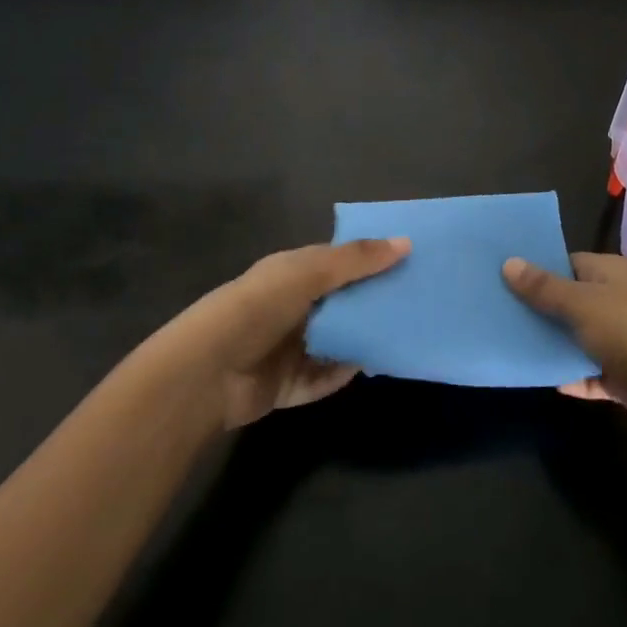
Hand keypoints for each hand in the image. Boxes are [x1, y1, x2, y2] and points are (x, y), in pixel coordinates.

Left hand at [165, 237, 408, 429]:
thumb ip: (356, 259)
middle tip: (417, 301)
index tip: (411, 259)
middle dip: (373, 302)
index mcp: (293, 272)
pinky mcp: (289, 384)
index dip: (372, 258)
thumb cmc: (259, 307)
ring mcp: (290, 346)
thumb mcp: (309, 272)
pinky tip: (372, 365)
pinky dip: (344, 373)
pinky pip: (326, 377)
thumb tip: (406, 242)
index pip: (339, 261)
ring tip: (405, 335)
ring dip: (362, 339)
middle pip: (342, 302)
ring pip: (337, 341)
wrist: (209, 371)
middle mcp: (293, 306)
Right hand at [503, 253, 626, 451]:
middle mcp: (612, 302)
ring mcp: (618, 342)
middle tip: (487, 310)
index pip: (563, 263)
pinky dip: (567, 375)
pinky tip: (537, 377)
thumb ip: (545, 288)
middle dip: (532, 308)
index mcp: (608, 274)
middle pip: (565, 301)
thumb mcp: (584, 304)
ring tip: (500, 342)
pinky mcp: (622, 378)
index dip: (532, 268)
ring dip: (546, 344)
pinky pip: (586, 373)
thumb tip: (508, 262)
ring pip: (573, 338)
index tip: (495, 275)